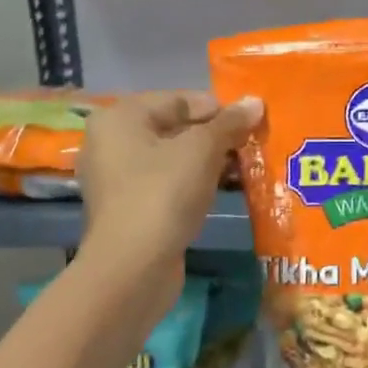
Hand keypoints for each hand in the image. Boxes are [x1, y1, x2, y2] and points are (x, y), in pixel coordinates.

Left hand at [78, 91, 260, 281]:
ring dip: (208, 161)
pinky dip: (194, 184)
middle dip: (214, 136)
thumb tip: (255, 102)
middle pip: (174, 127)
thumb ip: (228, 123)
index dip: (217, 108)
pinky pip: (167, 184)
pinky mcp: (130, 209)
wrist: (133, 268)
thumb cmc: (163, 194)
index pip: (178, 99)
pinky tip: (222, 191)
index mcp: (120, 118)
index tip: (251, 123)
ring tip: (244, 168)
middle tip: (251, 145)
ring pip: (173, 158)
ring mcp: (118, 178)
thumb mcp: (202, 150)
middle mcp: (112, 142)